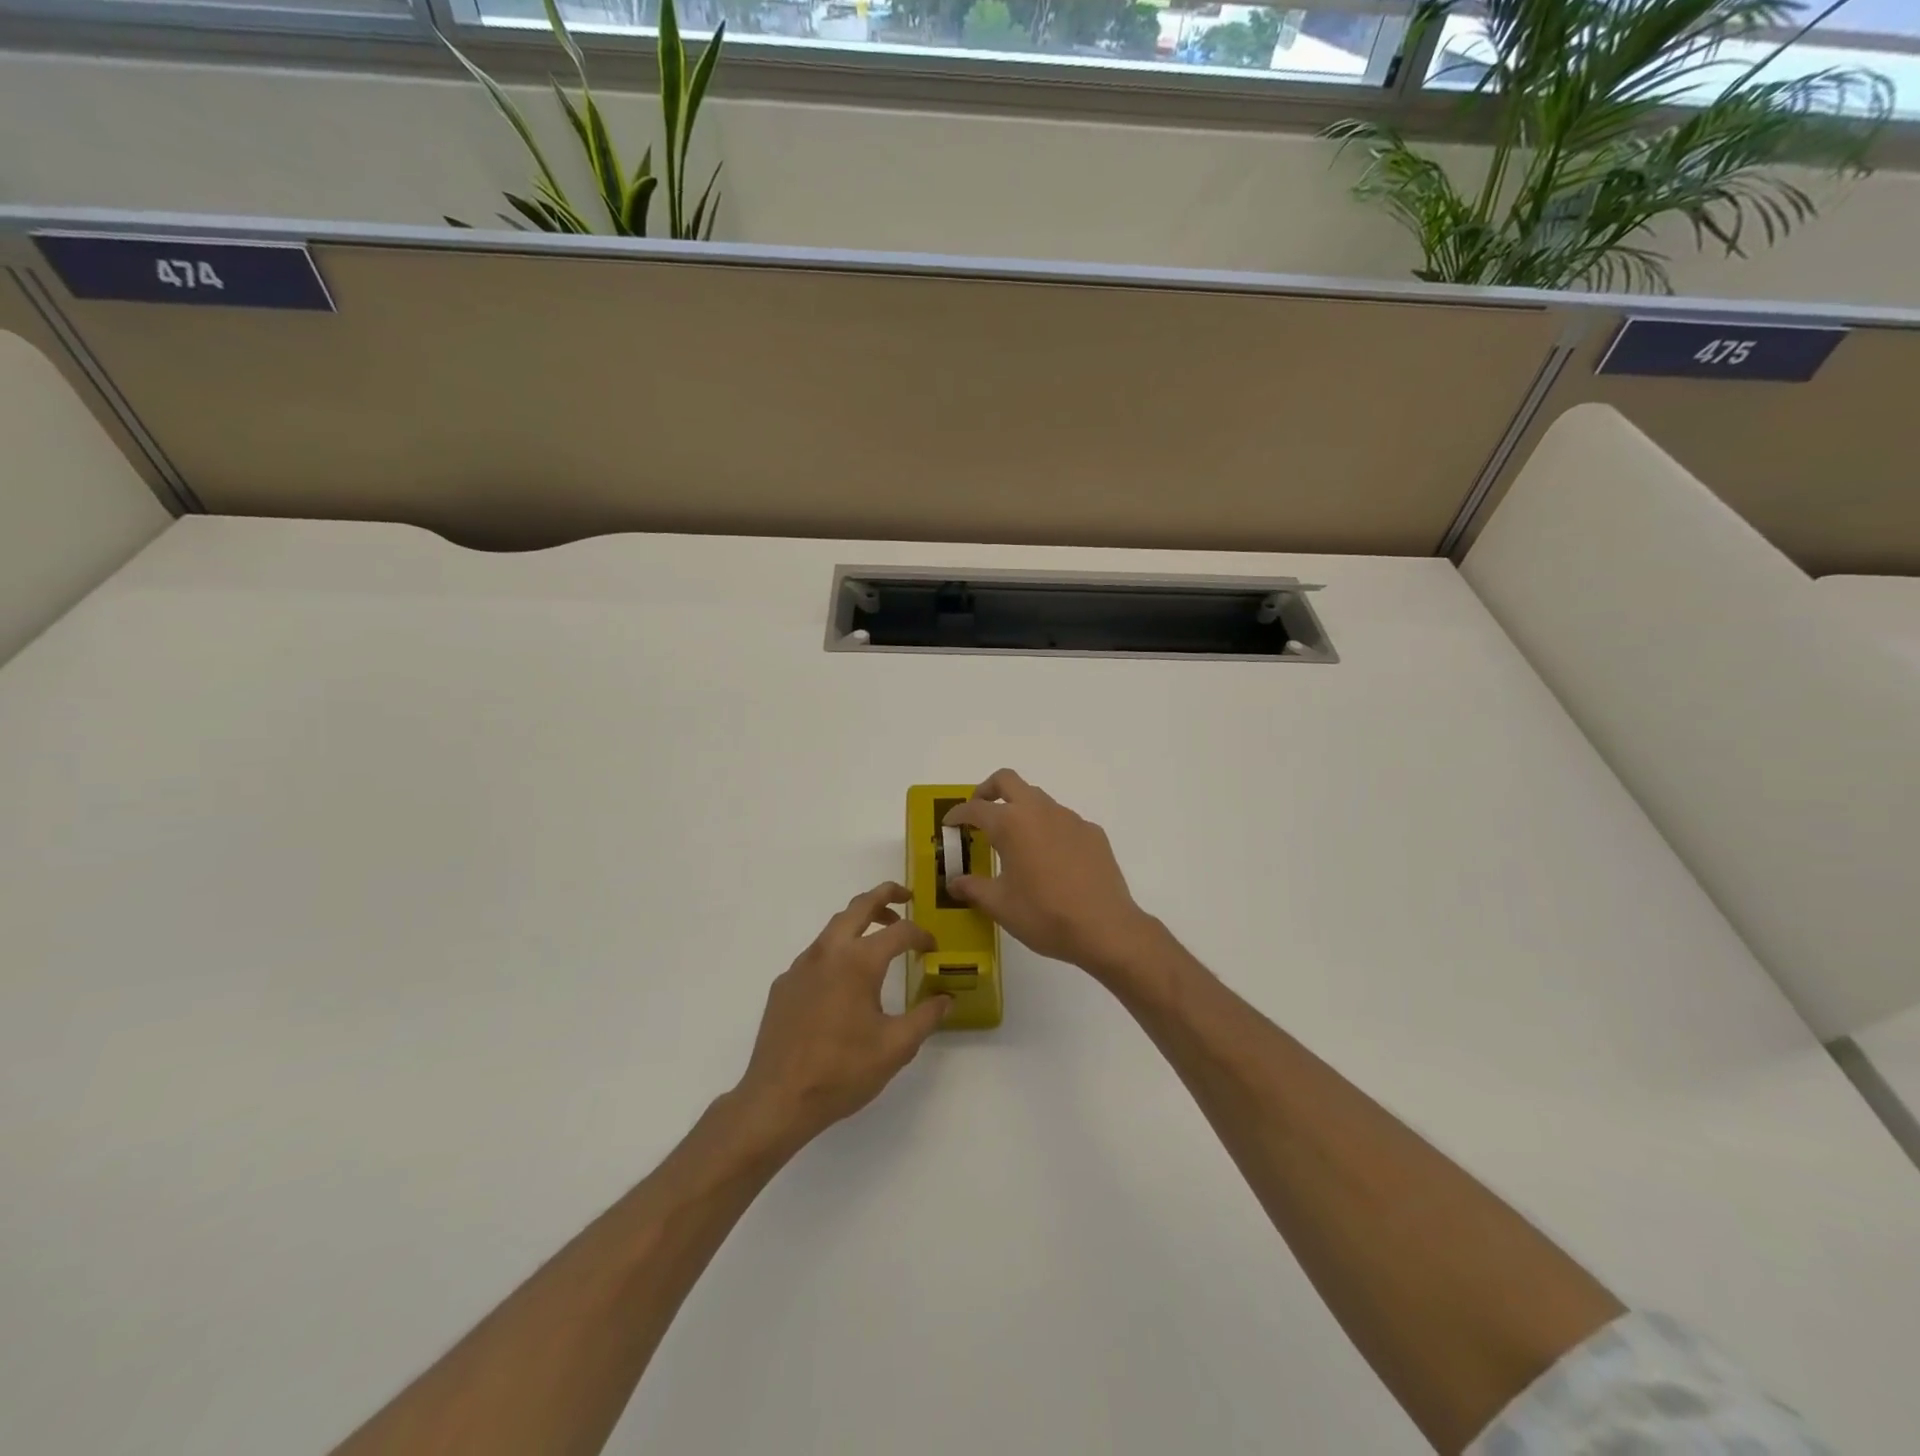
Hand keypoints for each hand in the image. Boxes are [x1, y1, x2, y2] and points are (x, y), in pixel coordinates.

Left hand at [734, 882, 950, 1149]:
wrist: (777, 1099)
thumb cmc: (842, 1071)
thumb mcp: (896, 1047)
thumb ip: (926, 1017)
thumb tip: (947, 998)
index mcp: (858, 961)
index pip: (899, 932)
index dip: (921, 935)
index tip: (934, 948)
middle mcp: (828, 952)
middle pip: (859, 906)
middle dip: (885, 895)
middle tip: (906, 897)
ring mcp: (801, 966)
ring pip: (834, 926)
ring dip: (860, 921)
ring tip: (879, 936)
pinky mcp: (784, 984)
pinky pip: (816, 954)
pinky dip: (837, 951)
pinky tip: (844, 981)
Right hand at [943, 769, 1156, 978]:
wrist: (1105, 928)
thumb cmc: (1044, 915)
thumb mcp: (1000, 905)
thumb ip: (973, 888)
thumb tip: (954, 882)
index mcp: (1011, 824)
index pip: (975, 808)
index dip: (957, 814)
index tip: (949, 825)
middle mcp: (1040, 811)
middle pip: (1007, 780)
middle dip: (987, 790)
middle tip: (979, 812)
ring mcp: (1070, 819)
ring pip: (1038, 798)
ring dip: (1020, 809)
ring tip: (1014, 841)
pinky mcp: (1092, 832)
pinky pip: (1063, 820)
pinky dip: (1048, 829)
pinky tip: (1050, 859)